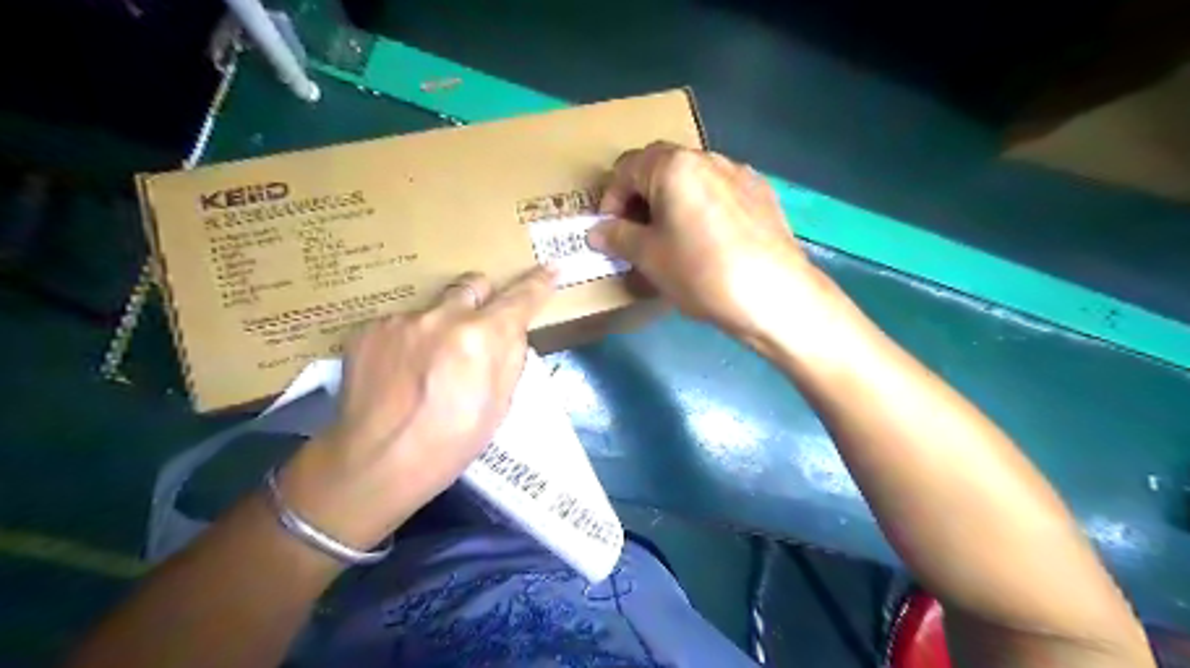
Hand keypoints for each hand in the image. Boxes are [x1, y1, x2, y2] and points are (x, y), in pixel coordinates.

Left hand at [279, 265, 557, 548]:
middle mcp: (442, 316)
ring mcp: (401, 319)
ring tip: (425, 367)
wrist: (377, 462)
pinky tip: (399, 372)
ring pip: (433, 308)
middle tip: (475, 332)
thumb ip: (510, 356)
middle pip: (473, 284)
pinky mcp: (368, 328)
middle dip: (481, 302)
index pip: (519, 298)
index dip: (538, 284)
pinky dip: (408, 341)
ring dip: (439, 326)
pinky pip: (401, 324)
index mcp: (481, 337)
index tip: (549, 270)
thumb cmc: (451, 442)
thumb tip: (511, 329)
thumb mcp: (500, 404)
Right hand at [592, 138, 819, 341]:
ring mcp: (740, 174)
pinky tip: (709, 242)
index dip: (610, 200)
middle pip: (660, 168)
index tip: (609, 232)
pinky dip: (702, 209)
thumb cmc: (701, 272)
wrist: (775, 295)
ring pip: (692, 180)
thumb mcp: (649, 257)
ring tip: (673, 239)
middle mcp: (708, 157)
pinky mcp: (763, 194)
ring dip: (672, 203)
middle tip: (637, 235)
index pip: (626, 168)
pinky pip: (720, 193)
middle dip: (641, 199)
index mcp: (674, 165)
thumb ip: (617, 237)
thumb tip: (595, 231)